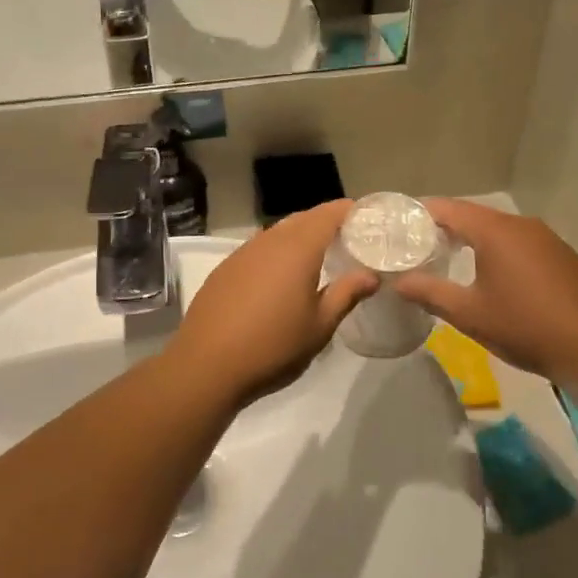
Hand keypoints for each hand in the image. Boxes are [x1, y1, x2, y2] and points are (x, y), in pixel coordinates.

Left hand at [165, 201, 377, 406]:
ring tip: (319, 258)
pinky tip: (281, 277)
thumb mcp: (319, 326)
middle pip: (303, 219)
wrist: (205, 366)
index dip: (350, 211)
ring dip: (300, 237)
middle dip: (327, 223)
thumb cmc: (273, 347)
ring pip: (278, 232)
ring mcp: (242, 253)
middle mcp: (269, 241)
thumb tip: (371, 275)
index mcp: (297, 248)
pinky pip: (259, 249)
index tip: (369, 219)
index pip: (329, 214)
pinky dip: (277, 252)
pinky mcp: (225, 269)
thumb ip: (346, 294)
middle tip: (349, 240)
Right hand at [392, 200, 577, 384]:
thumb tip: (398, 282)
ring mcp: (546, 238)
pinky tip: (493, 274)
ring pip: (499, 229)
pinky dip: (499, 249)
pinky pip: (520, 242)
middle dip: (445, 227)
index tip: (399, 226)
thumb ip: (429, 292)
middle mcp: (521, 224)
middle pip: (474, 215)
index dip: (421, 214)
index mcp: (495, 230)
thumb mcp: (469, 313)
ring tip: (449, 258)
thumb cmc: (524, 326)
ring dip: (473, 238)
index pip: (448, 208)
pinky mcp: (561, 255)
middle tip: (418, 245)